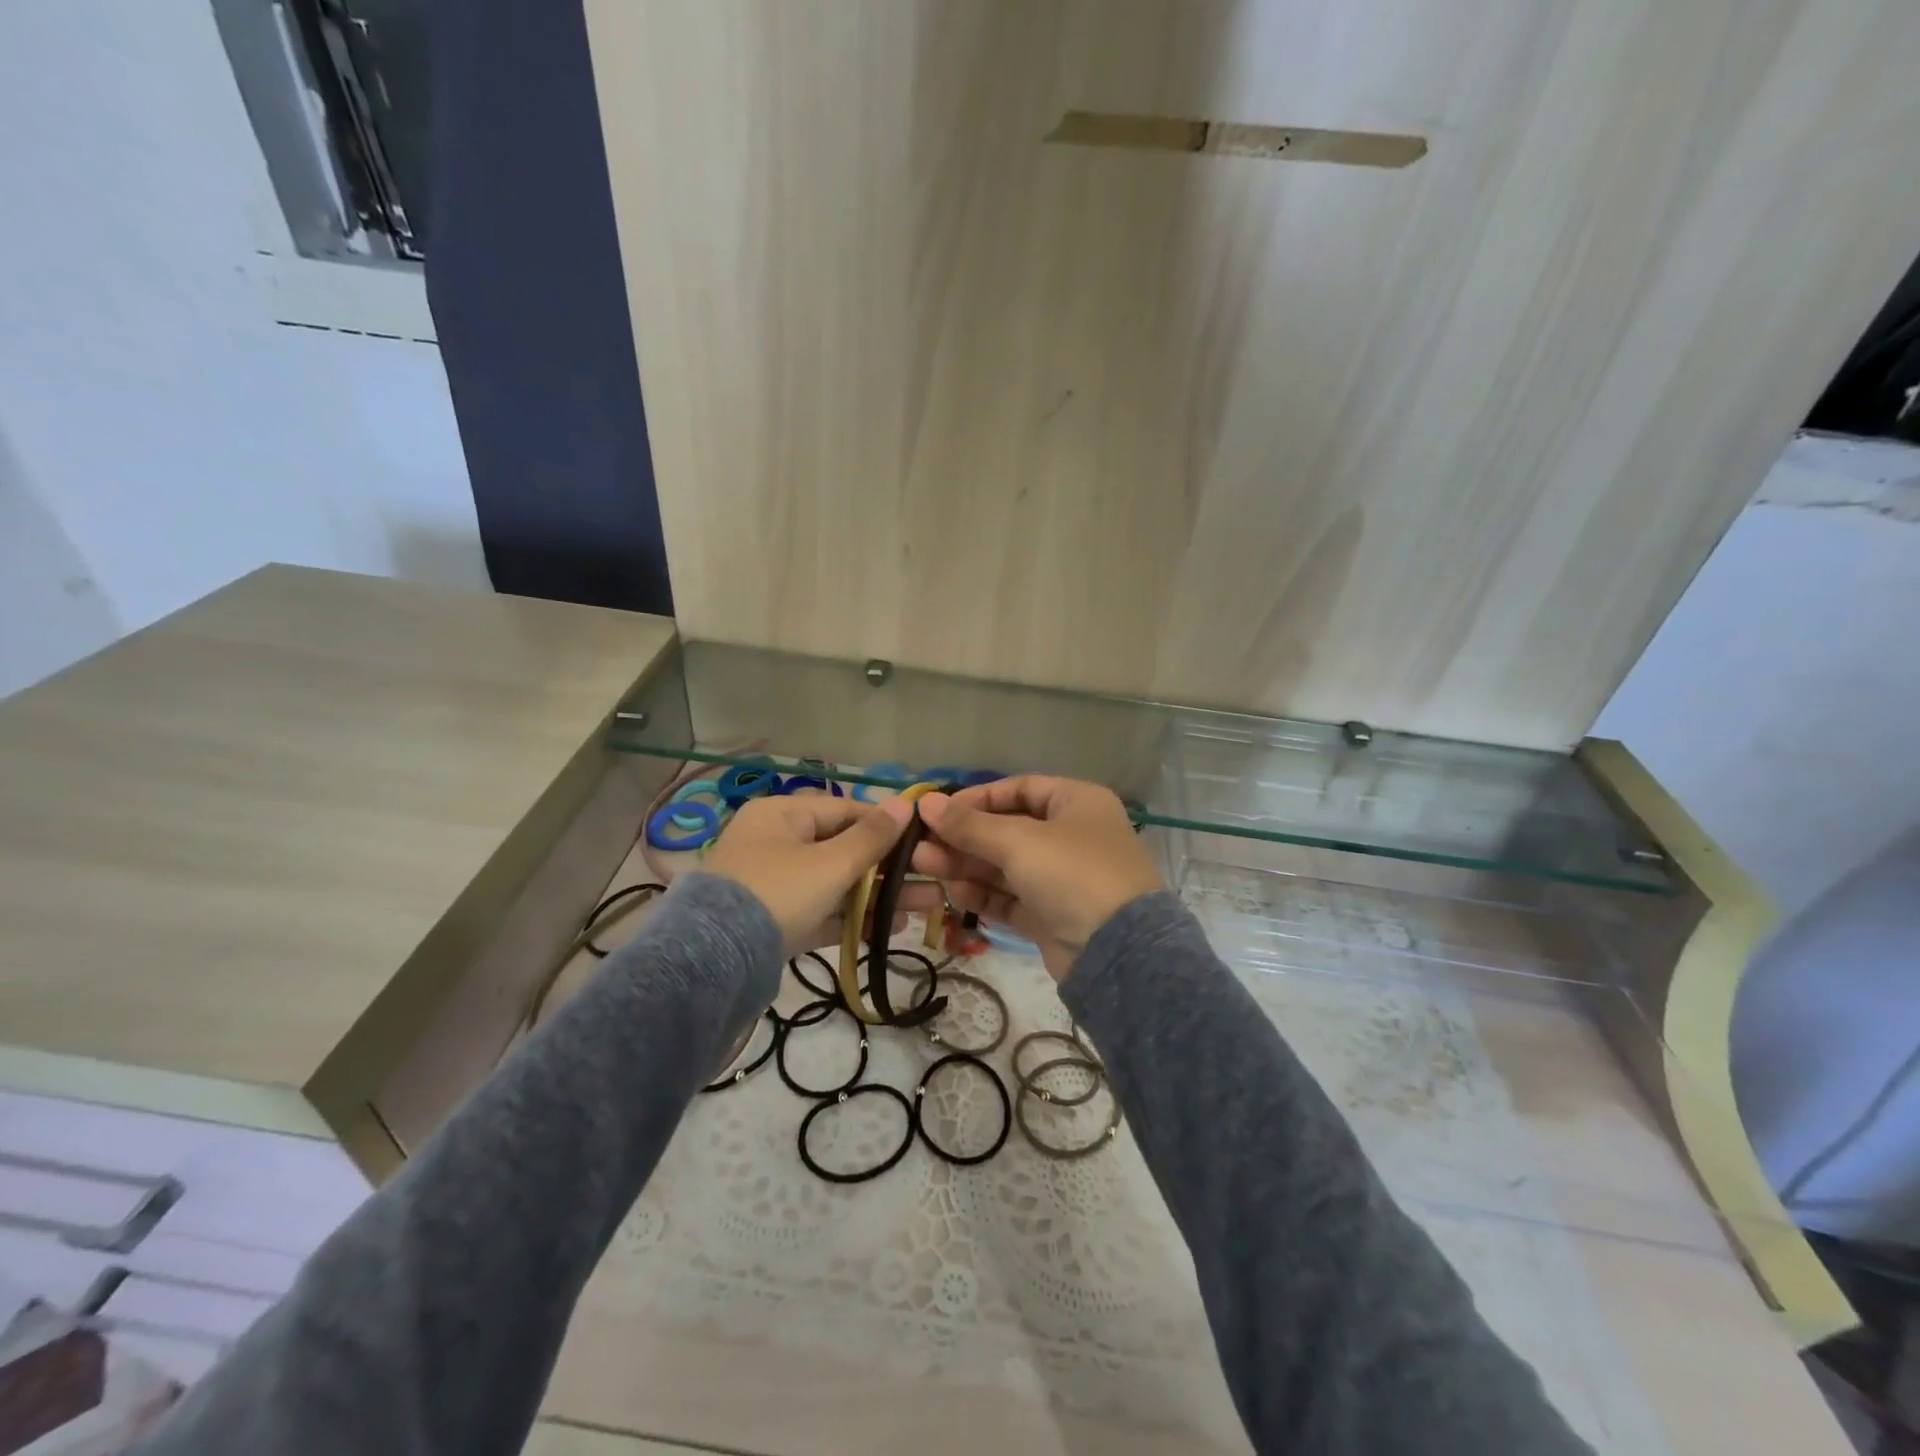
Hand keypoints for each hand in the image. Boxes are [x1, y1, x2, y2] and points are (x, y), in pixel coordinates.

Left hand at [701, 794, 938, 955]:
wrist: (715, 963)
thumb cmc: (778, 893)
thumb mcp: (830, 864)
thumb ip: (872, 837)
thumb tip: (906, 803)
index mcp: (782, 815)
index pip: (845, 811)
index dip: (886, 825)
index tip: (923, 839)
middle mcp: (777, 843)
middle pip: (844, 849)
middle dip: (890, 867)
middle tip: (934, 878)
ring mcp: (776, 885)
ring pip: (838, 884)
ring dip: (880, 895)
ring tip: (927, 905)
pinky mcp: (778, 921)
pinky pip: (823, 911)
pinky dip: (854, 918)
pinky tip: (893, 927)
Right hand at [911, 776, 1164, 980]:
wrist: (1119, 953)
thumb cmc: (1072, 874)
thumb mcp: (1019, 841)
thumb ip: (969, 825)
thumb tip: (925, 802)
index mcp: (1077, 802)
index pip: (1019, 788)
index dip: (977, 798)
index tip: (939, 810)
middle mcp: (1071, 835)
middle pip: (1007, 828)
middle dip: (963, 837)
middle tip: (920, 843)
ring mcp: (1062, 878)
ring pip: (1005, 865)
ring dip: (966, 865)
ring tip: (923, 865)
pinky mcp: (1052, 914)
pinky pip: (1011, 897)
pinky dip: (983, 894)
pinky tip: (953, 892)